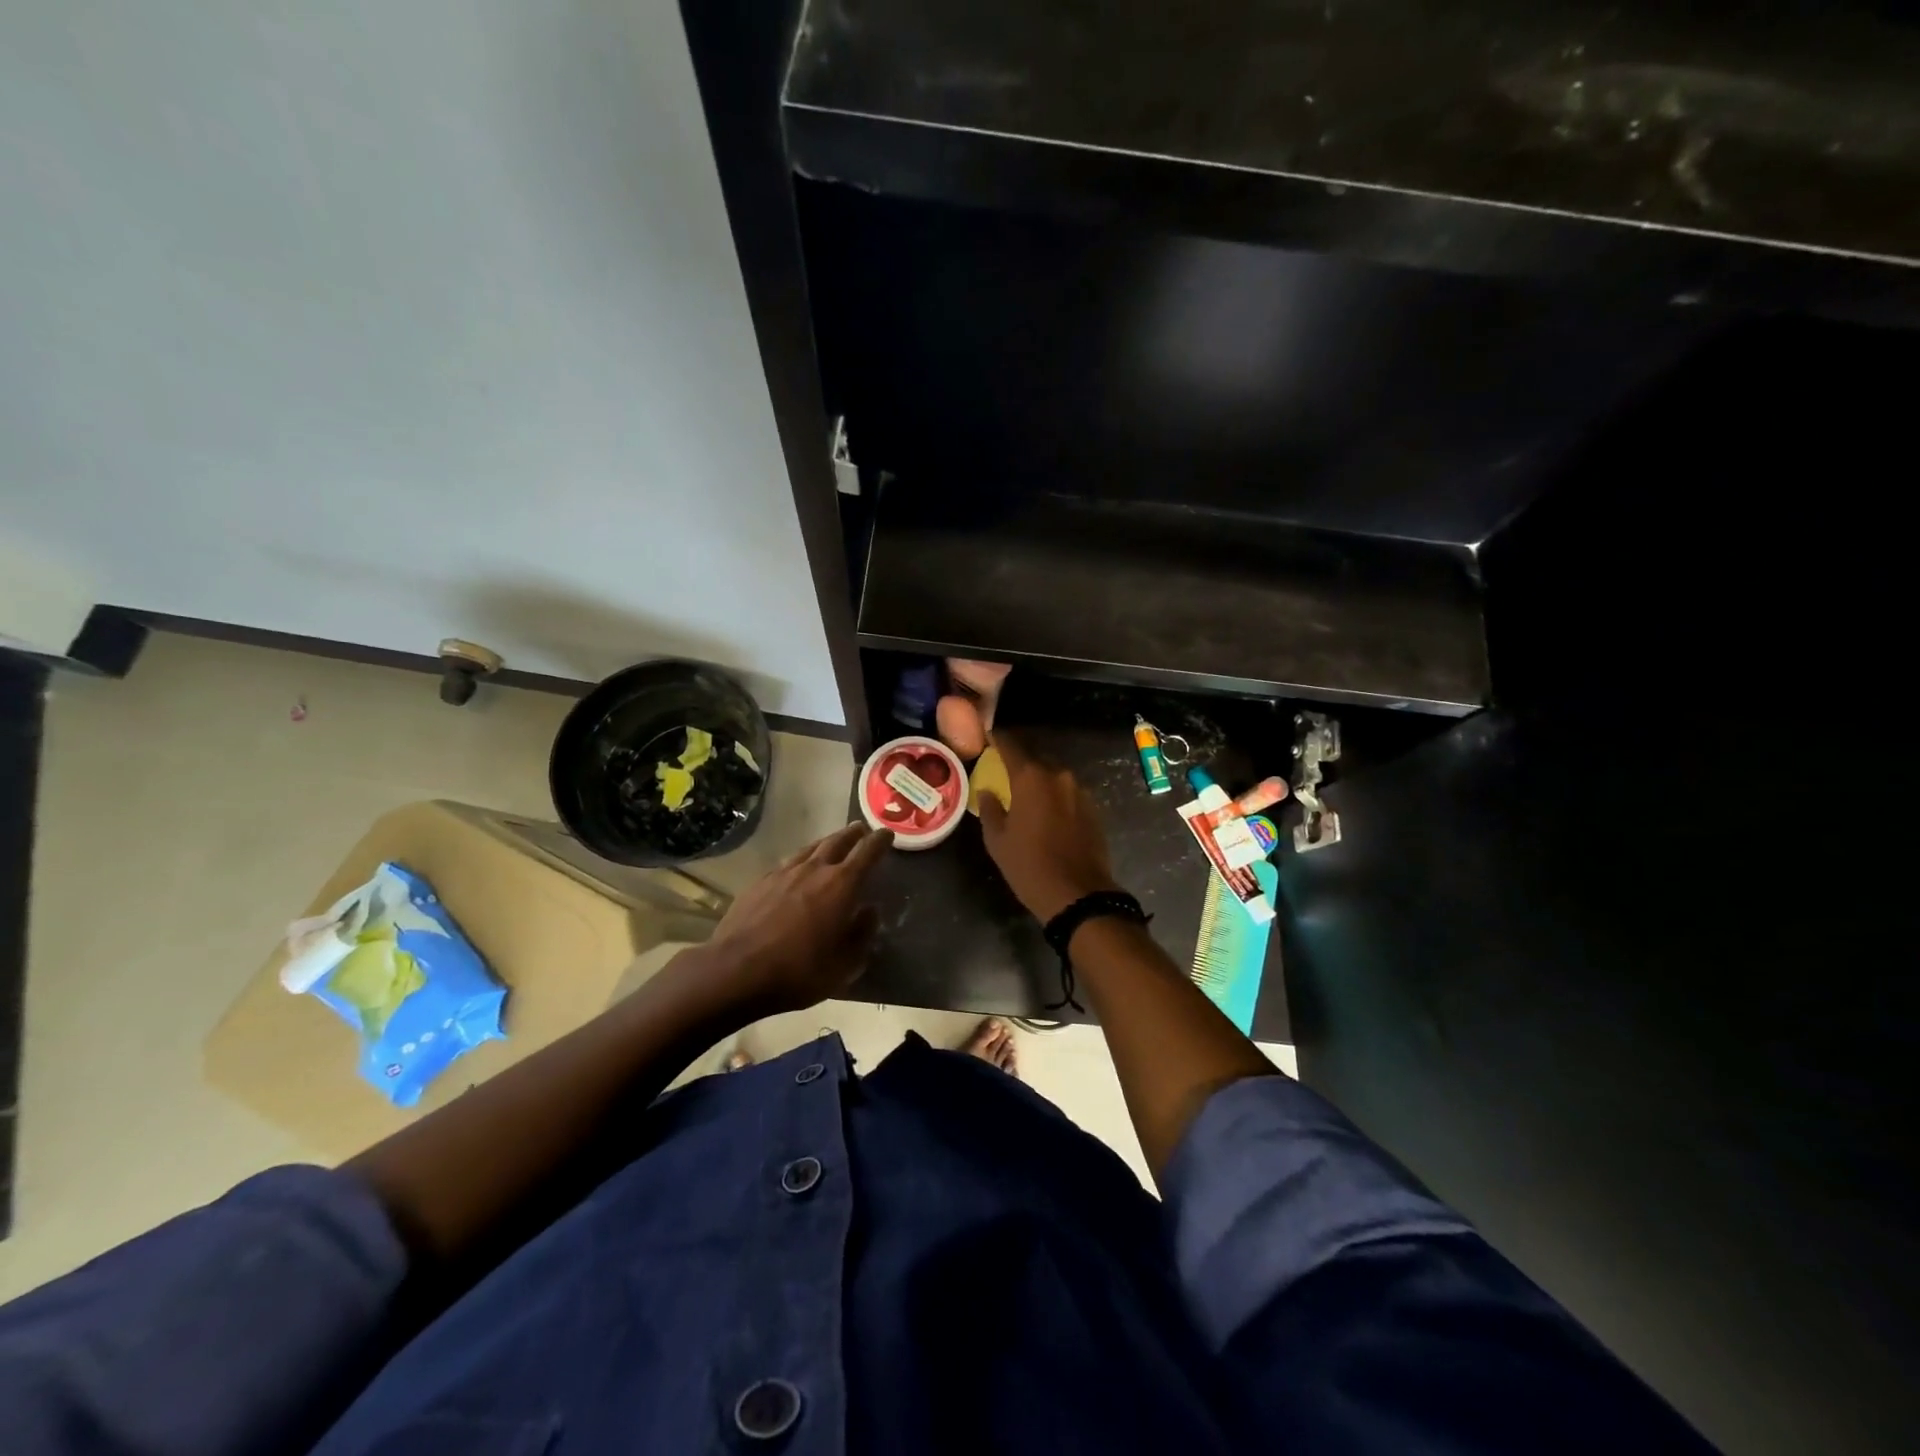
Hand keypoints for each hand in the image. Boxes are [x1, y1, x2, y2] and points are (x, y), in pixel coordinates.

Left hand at [687, 822, 893, 1016]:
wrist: (736, 971)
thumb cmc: (799, 971)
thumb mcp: (845, 965)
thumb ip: (862, 934)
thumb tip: (869, 912)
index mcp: (841, 885)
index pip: (867, 852)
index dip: (880, 841)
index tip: (888, 834)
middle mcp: (814, 869)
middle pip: (838, 841)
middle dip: (853, 834)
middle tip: (862, 829)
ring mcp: (783, 873)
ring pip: (811, 848)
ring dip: (827, 842)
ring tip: (833, 843)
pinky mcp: (760, 882)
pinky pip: (788, 862)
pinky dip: (802, 859)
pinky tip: (798, 868)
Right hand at [978, 733, 1122, 923]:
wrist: (1079, 894)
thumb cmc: (1029, 866)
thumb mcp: (998, 840)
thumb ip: (990, 809)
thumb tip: (988, 791)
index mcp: (1031, 777)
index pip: (1011, 745)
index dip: (998, 738)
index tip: (987, 735)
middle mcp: (1058, 775)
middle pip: (1035, 757)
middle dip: (1019, 759)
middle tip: (1003, 766)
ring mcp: (1080, 791)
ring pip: (1054, 774)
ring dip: (1039, 778)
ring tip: (1024, 790)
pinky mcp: (1093, 808)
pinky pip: (1067, 792)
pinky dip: (1055, 794)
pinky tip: (1046, 810)